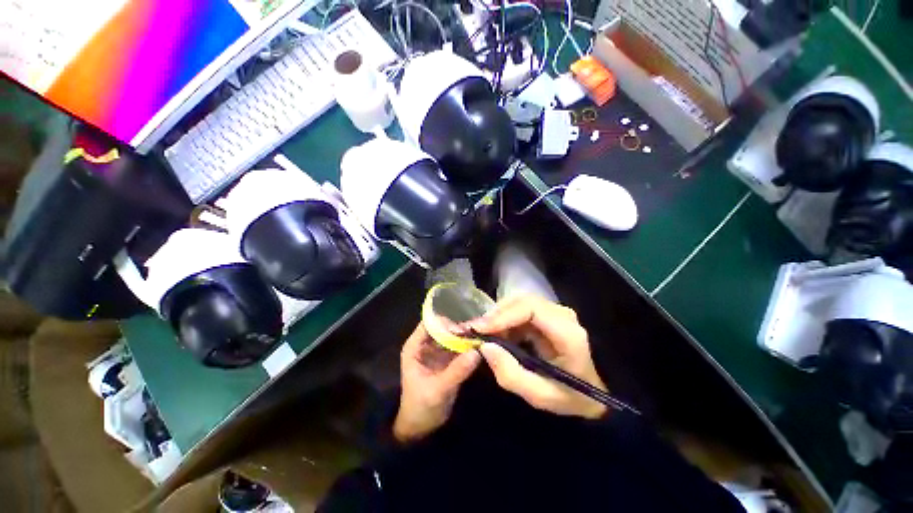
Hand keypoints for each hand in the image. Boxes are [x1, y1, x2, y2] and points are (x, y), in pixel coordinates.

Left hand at [393, 323, 480, 442]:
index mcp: (415, 347)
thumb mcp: (438, 390)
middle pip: (442, 327)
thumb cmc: (421, 408)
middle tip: (477, 331)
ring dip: (465, 335)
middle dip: (458, 328)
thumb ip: (456, 371)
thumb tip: (476, 352)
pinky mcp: (447, 359)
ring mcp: (437, 351)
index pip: (429, 324)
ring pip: (452, 335)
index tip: (463, 328)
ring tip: (481, 336)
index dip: (444, 323)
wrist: (422, 428)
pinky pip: (458, 346)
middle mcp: (426, 344)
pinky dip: (468, 345)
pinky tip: (480, 345)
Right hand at [469, 295, 607, 418]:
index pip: (531, 309)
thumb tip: (485, 346)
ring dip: (498, 316)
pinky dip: (504, 320)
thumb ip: (511, 374)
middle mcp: (562, 315)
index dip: (503, 315)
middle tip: (476, 331)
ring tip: (483, 334)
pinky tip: (496, 334)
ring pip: (519, 303)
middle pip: (523, 301)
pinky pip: (520, 310)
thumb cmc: (569, 397)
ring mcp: (555, 312)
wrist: (591, 393)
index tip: (480, 328)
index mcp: (567, 333)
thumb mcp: (540, 395)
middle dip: (496, 314)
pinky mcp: (546, 315)